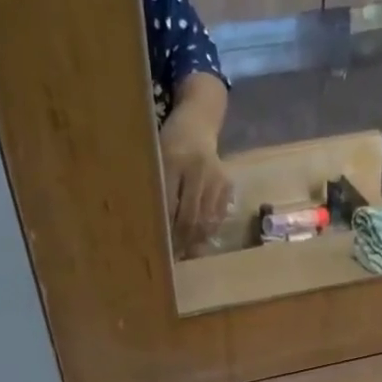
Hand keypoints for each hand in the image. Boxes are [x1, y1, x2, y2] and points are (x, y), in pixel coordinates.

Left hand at [158, 106, 232, 253]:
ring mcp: (215, 177)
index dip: (165, 232)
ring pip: (207, 220)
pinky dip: (208, 231)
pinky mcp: (227, 183)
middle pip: (191, 217)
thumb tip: (154, 230)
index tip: (160, 250)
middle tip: (173, 258)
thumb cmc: (169, 145)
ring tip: (186, 252)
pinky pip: (218, 216)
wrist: (197, 124)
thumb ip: (156, 191)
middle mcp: (197, 169)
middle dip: (181, 241)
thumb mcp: (155, 160)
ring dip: (196, 241)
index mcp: (173, 160)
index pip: (169, 207)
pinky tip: (199, 239)